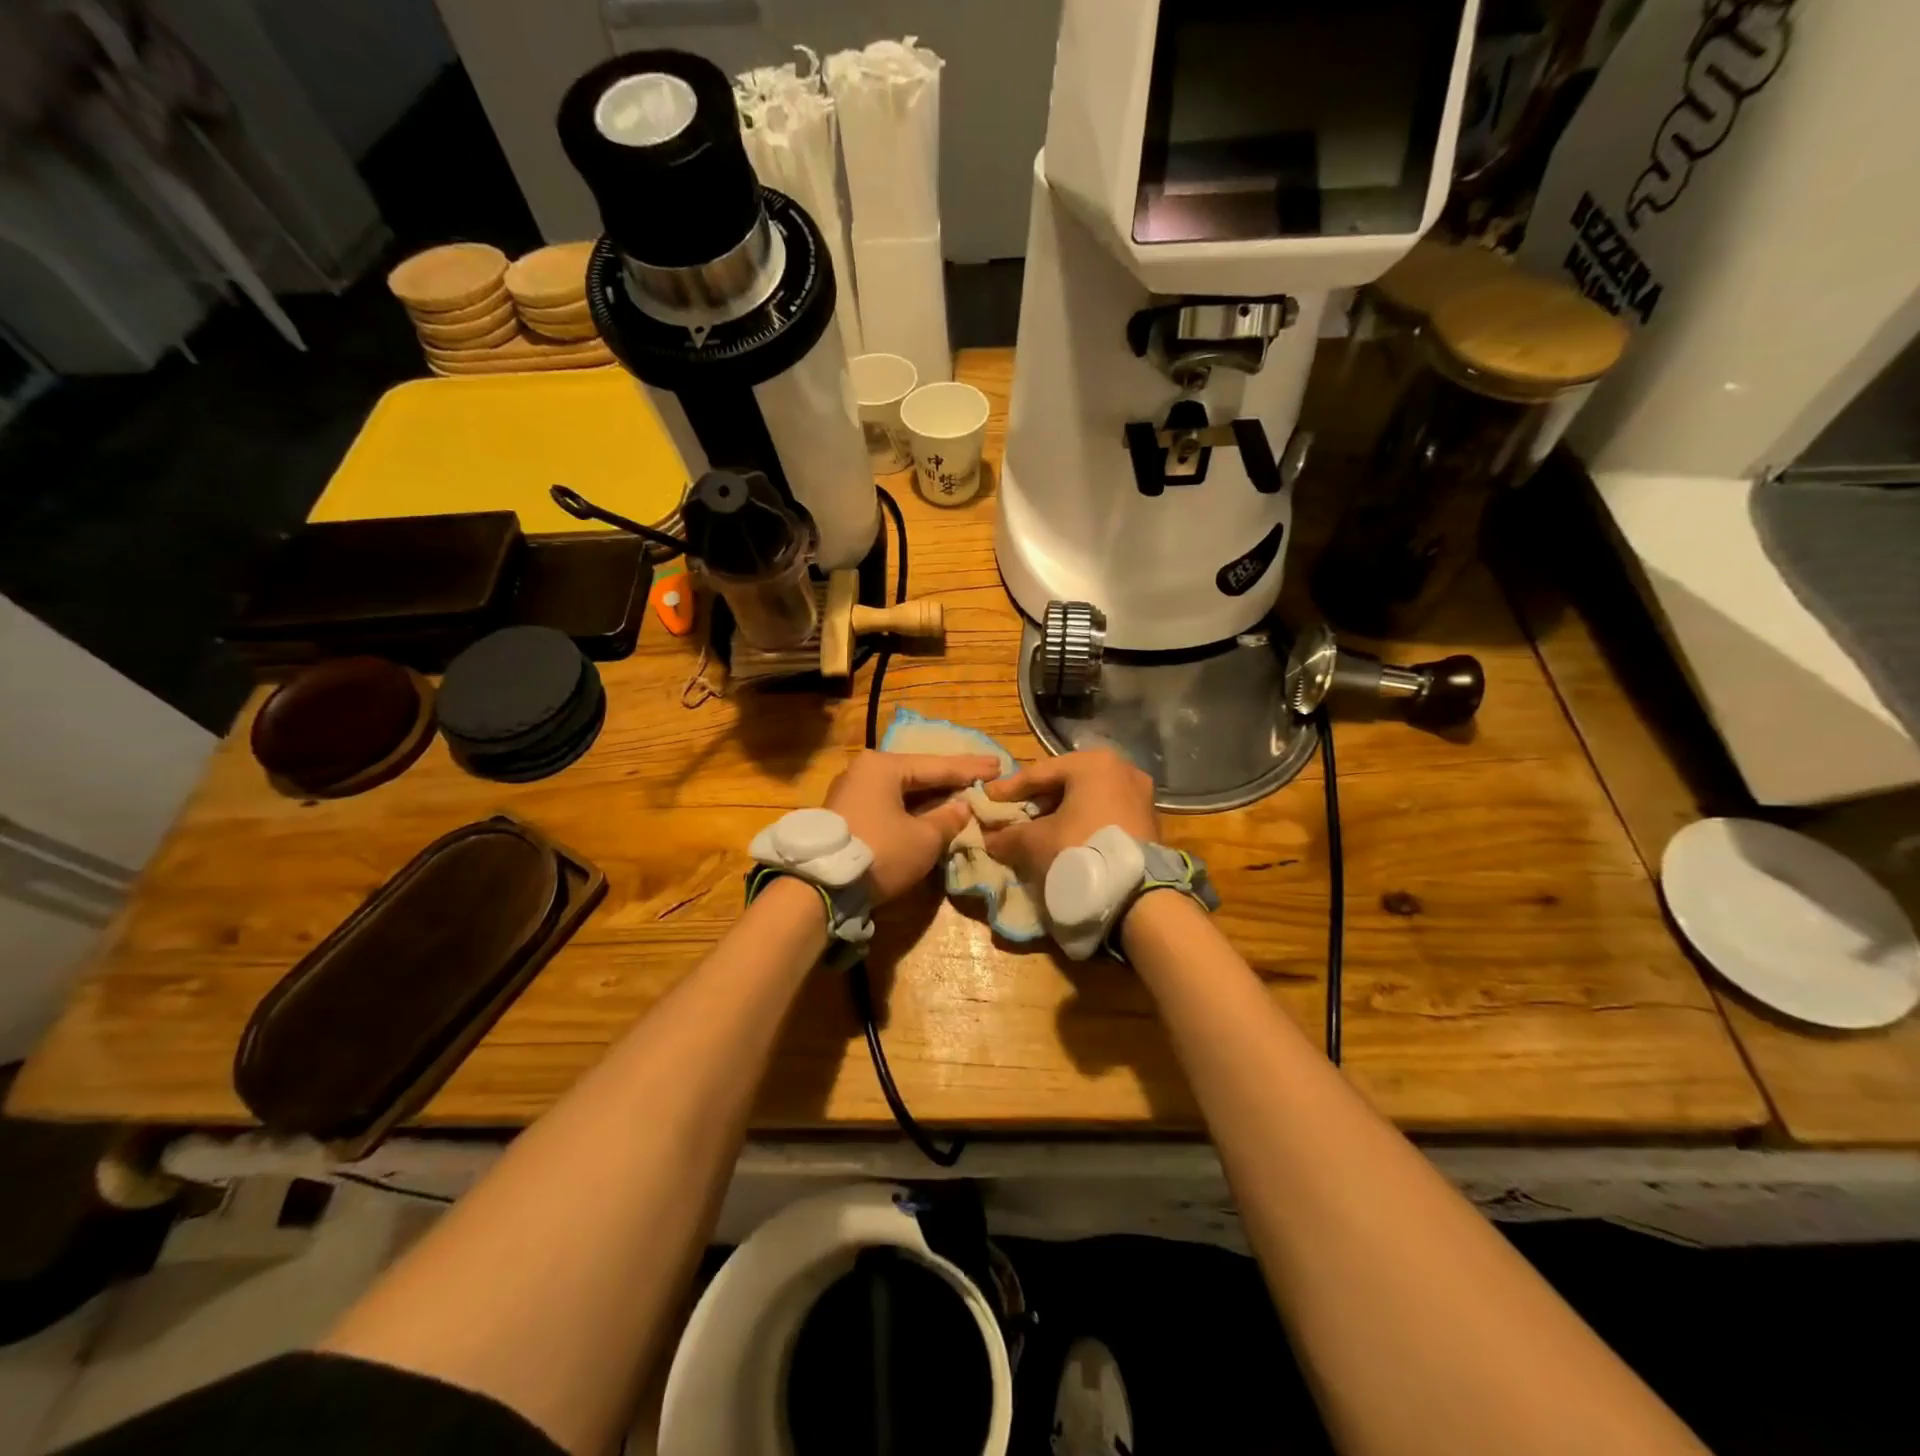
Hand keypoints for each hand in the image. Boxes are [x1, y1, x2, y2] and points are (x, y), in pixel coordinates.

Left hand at [823, 750, 1001, 902]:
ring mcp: (850, 792)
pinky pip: (887, 805)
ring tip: (961, 793)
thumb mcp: (924, 838)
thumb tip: (963, 808)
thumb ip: (948, 819)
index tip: (999, 766)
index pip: (937, 766)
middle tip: (983, 776)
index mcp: (883, 766)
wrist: (819, 887)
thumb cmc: (879, 852)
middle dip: (950, 779)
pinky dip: (911, 808)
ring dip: (930, 796)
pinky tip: (930, 811)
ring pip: (901, 791)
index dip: (970, 769)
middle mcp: (863, 771)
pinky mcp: (844, 816)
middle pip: (917, 774)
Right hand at [982, 748, 1158, 882]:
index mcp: (1093, 762)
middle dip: (1037, 800)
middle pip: (1066, 782)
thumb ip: (1008, 835)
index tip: (987, 799)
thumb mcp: (1036, 842)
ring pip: (1088, 798)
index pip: (1039, 773)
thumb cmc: (1081, 850)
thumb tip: (988, 838)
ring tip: (1037, 831)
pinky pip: (1106, 812)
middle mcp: (1121, 768)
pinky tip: (1066, 840)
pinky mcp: (1149, 819)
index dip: (1009, 789)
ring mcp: (1140, 793)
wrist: (1137, 894)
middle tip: (1013, 815)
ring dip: (1061, 812)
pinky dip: (1083, 822)